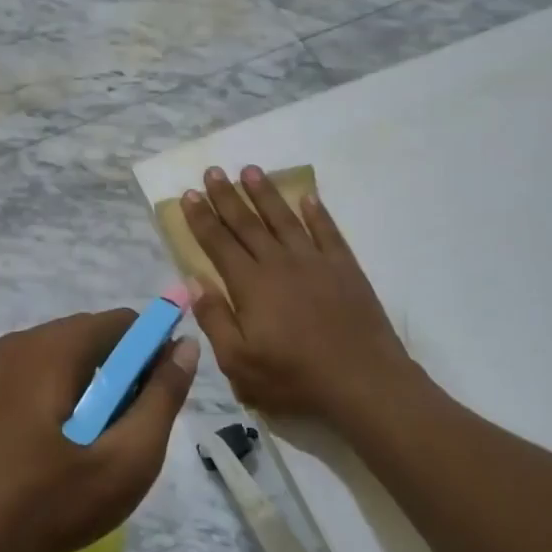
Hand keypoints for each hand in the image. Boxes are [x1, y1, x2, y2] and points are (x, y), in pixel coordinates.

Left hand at [0, 311, 199, 551]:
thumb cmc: (52, 501)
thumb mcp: (126, 458)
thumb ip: (162, 397)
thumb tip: (185, 345)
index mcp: (53, 347)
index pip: (122, 323)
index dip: (152, 352)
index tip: (157, 398)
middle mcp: (20, 344)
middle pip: (91, 337)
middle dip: (120, 373)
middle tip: (127, 430)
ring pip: (62, 359)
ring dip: (90, 388)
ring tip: (94, 444)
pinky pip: (35, 378)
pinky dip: (58, 397)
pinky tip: (57, 448)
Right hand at [179, 165, 414, 423]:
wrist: (362, 381)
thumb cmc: (294, 377)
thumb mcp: (239, 362)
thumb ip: (214, 318)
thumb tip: (194, 280)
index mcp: (250, 285)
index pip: (219, 243)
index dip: (201, 218)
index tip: (188, 194)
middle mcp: (279, 263)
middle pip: (247, 223)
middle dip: (226, 196)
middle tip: (212, 171)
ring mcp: (315, 261)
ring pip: (284, 218)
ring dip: (265, 193)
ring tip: (250, 170)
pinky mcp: (344, 268)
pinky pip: (327, 231)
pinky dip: (316, 212)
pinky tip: (308, 197)